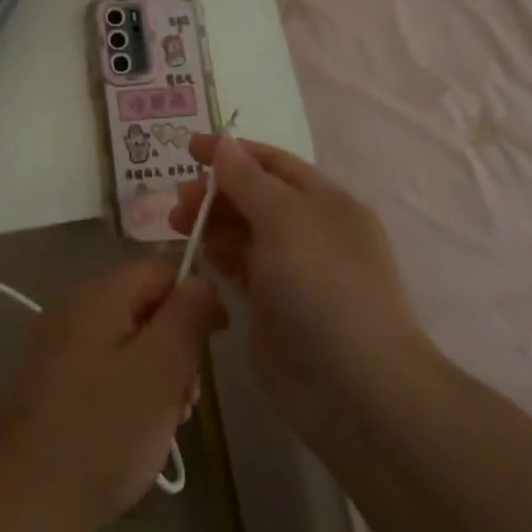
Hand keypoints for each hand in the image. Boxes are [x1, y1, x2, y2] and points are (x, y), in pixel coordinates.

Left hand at [0, 259, 225, 531]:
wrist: (24, 496)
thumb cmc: (104, 430)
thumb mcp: (161, 369)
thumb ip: (186, 317)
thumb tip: (201, 281)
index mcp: (98, 293)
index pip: (159, 269)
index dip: (195, 298)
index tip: (216, 344)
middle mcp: (74, 305)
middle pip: (143, 303)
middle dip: (176, 343)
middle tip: (187, 398)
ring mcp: (59, 342)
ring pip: (127, 338)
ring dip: (157, 371)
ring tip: (167, 420)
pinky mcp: (53, 377)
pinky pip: (105, 363)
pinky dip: (130, 386)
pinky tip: (137, 428)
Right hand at [168, 136, 434, 446]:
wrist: (353, 388)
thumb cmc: (322, 287)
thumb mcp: (285, 220)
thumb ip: (248, 179)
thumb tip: (223, 143)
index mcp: (325, 202)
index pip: (273, 163)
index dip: (232, 152)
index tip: (189, 148)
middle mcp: (310, 231)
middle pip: (254, 196)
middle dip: (216, 190)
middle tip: (179, 200)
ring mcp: (292, 272)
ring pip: (243, 232)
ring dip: (211, 222)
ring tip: (177, 224)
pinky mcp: (273, 307)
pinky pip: (239, 267)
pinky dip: (217, 255)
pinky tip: (196, 254)